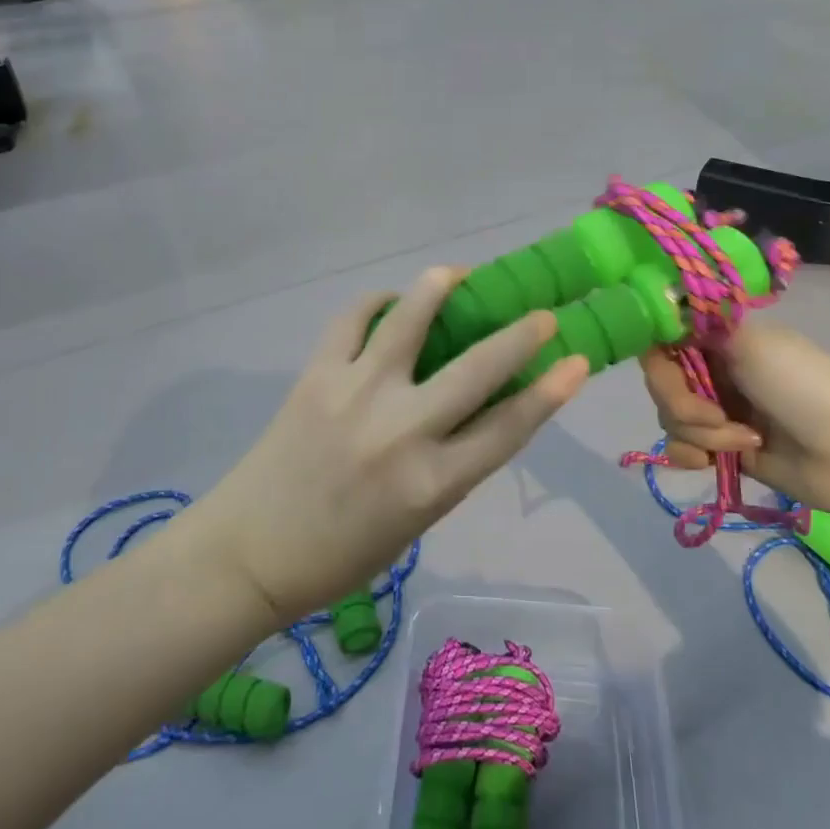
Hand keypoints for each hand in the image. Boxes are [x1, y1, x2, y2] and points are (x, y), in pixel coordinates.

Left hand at [192, 268, 590, 625]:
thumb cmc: (341, 554)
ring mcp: (356, 395)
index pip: (508, 428)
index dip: (551, 392)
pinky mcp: (317, 375)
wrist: (251, 551)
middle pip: (478, 368)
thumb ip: (452, 467)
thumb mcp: (416, 525)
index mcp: (432, 485)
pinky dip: (376, 303)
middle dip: (520, 334)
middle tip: (542, 313)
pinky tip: (389, 302)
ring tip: (460, 274)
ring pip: (410, 320)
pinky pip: (352, 320)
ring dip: (441, 288)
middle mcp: (402, 432)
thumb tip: (482, 410)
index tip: (577, 360)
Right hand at [638, 323, 829, 517]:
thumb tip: (661, 309)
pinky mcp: (722, 449)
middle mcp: (714, 370)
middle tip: (718, 415)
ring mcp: (717, 412)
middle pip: (661, 383)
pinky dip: (691, 456)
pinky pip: (681, 449)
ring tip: (743, 442)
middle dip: (682, 404)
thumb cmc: (807, 389)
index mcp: (720, 339)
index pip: (663, 339)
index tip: (669, 370)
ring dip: (698, 434)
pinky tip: (713, 463)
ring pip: (670, 418)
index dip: (657, 358)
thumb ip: (697, 326)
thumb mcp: (752, 344)